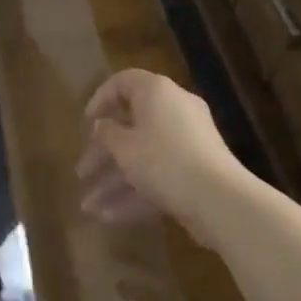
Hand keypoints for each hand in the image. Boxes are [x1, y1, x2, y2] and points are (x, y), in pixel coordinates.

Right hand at [75, 69, 241, 247]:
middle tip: (82, 174)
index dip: (100, 100)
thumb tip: (103, 125)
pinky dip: (136, 193)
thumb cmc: (163, 160)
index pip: (123, 82)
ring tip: (88, 208)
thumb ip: (107, 133)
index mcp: (156, 92)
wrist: (218, 198)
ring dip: (114, 182)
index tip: (86, 123)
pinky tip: (110, 218)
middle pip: (131, 127)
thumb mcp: (124, 147)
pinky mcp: (195, 171)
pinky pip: (159, 175)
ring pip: (143, 157)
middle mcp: (174, 110)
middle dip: (103, 155)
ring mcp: (188, 142)